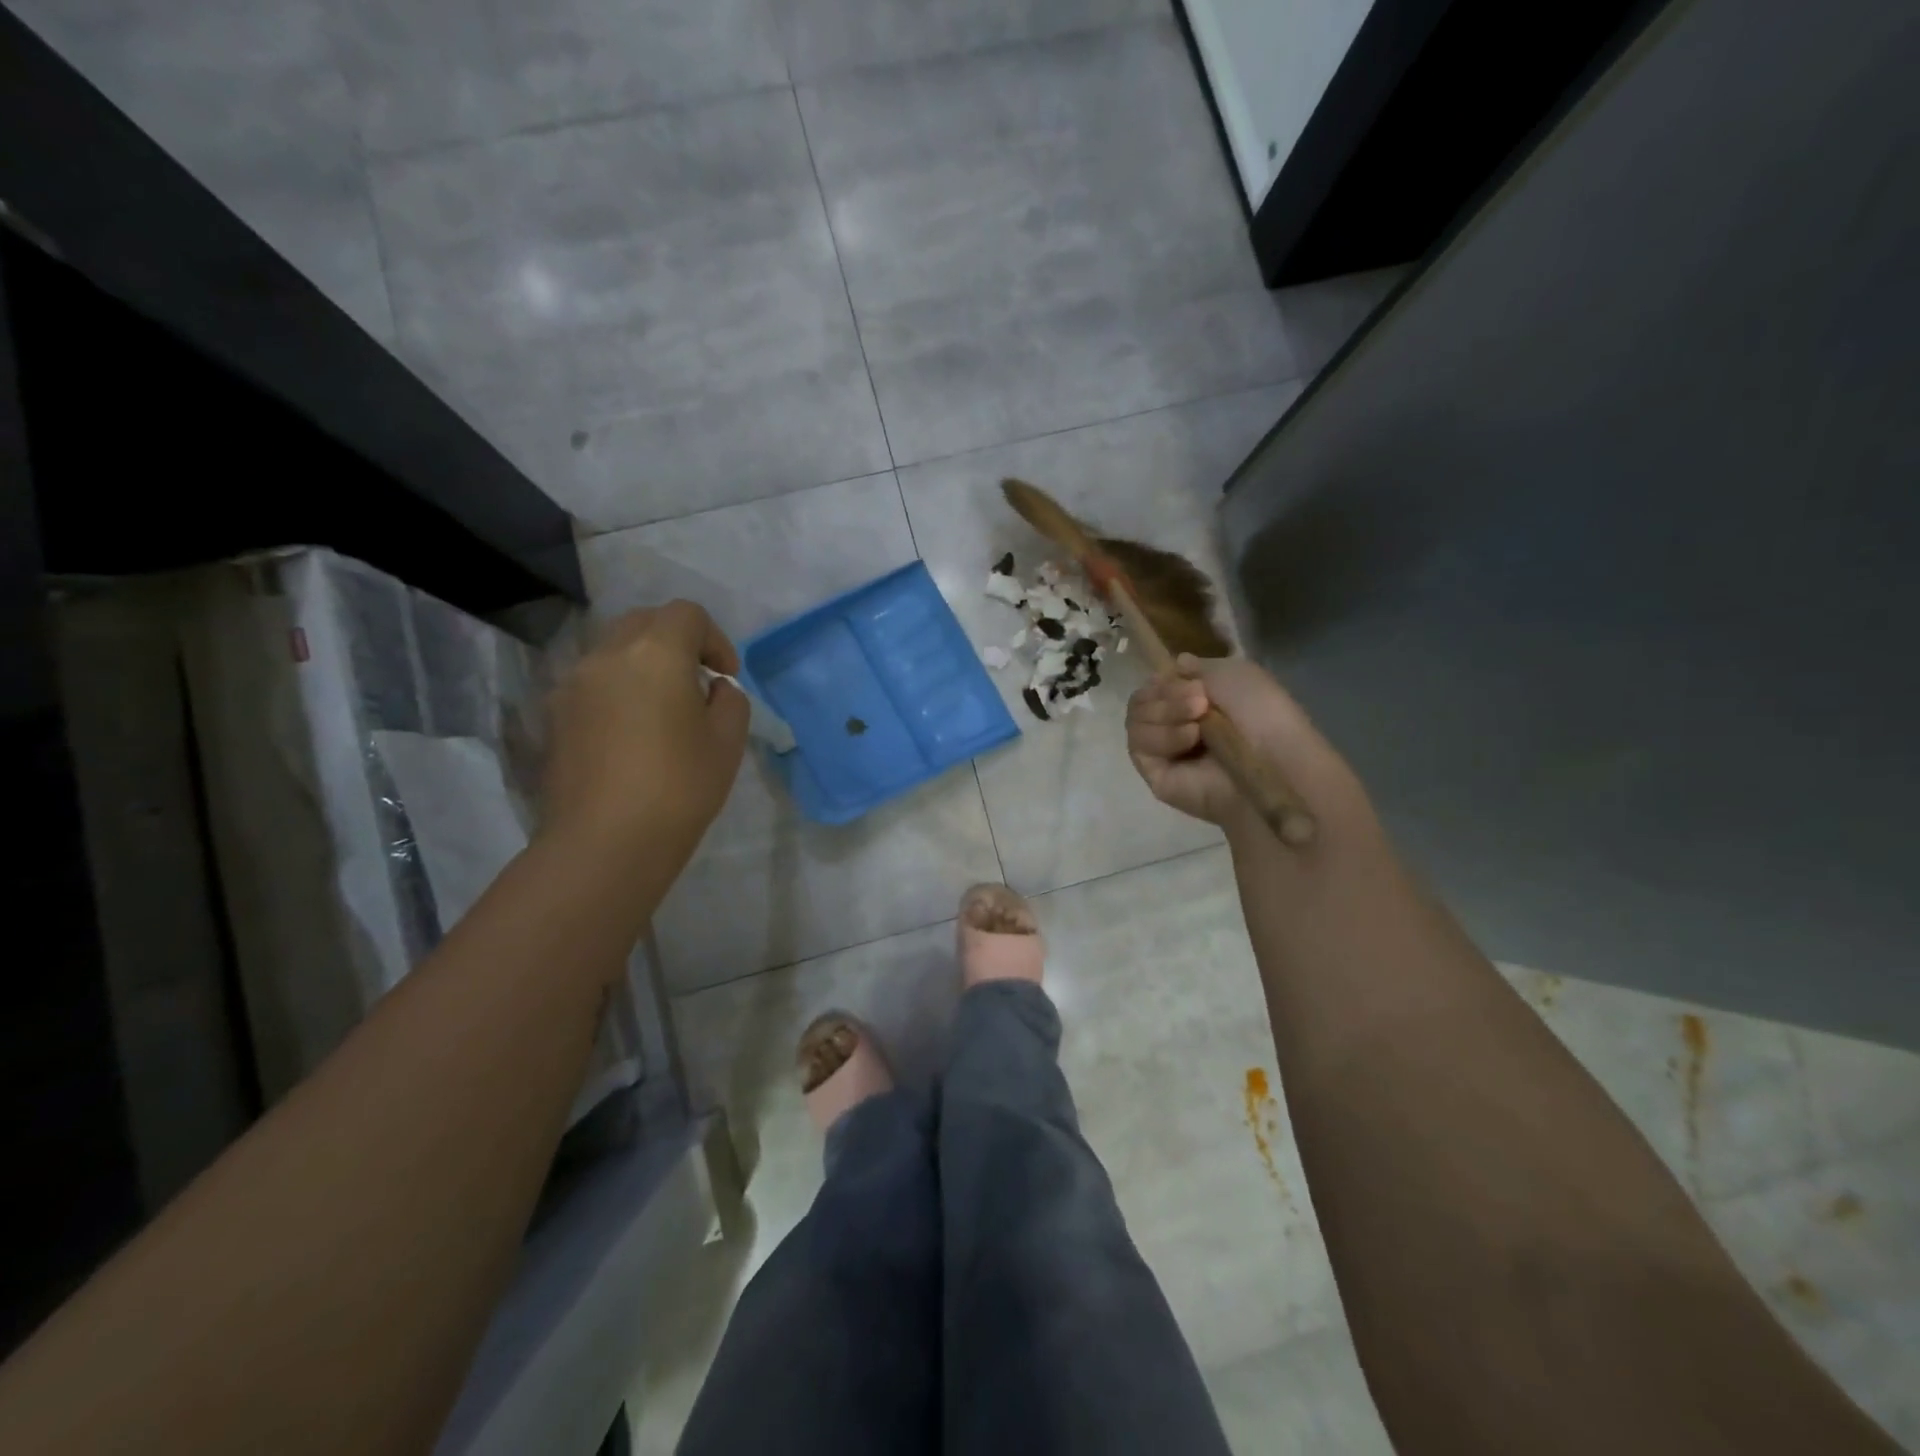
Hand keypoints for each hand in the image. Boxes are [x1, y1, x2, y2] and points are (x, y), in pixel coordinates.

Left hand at [542, 601, 748, 871]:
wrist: (605, 843)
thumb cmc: (680, 788)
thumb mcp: (727, 741)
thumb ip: (729, 700)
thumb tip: (712, 688)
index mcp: (655, 653)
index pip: (687, 614)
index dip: (715, 639)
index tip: (725, 677)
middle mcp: (607, 656)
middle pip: (645, 622)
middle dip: (676, 642)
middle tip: (696, 683)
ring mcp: (573, 684)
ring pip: (614, 651)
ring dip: (644, 665)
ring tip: (663, 711)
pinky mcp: (554, 716)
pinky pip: (593, 683)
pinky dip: (618, 690)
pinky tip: (631, 735)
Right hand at [1126, 654, 1371, 841]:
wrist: (1273, 760)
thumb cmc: (1262, 714)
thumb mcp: (1234, 672)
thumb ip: (1198, 667)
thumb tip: (1176, 663)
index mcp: (1191, 702)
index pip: (1154, 686)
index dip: (1166, 681)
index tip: (1193, 683)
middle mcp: (1173, 725)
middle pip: (1140, 700)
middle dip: (1167, 695)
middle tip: (1200, 703)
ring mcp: (1162, 752)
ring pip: (1134, 720)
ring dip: (1165, 713)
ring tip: (1198, 724)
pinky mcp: (1155, 775)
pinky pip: (1138, 746)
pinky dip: (1162, 737)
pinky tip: (1189, 739)